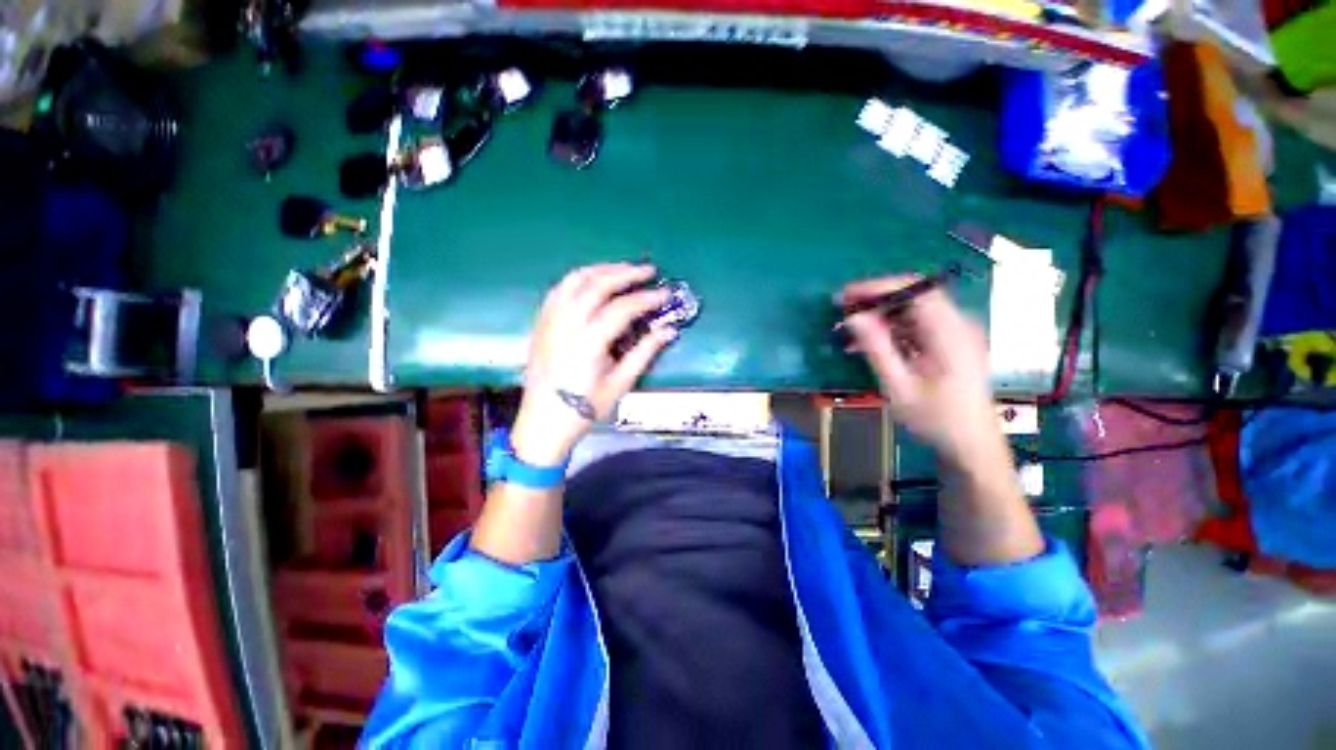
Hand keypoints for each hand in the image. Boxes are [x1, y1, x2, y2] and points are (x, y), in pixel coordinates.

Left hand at [511, 263, 676, 465]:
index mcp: (588, 342)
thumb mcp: (621, 382)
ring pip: (575, 279)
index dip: (646, 298)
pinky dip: (579, 278)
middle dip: (625, 273)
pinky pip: (559, 289)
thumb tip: (669, 330)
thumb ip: (645, 352)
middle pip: (597, 285)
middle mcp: (566, 324)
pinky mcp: (541, 322)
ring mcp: (549, 320)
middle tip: (648, 270)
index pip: (622, 308)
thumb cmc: (585, 407)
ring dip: (602, 269)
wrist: (544, 421)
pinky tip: (592, 280)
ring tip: (623, 269)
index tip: (665, 294)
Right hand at [838, 277, 1005, 466]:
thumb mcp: (899, 386)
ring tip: (847, 329)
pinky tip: (865, 344)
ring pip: (911, 310)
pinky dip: (889, 330)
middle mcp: (957, 325)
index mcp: (951, 333)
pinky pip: (915, 326)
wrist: (971, 444)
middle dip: (874, 300)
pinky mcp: (947, 343)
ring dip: (878, 316)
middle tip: (841, 311)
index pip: (917, 290)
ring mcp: (954, 333)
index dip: (879, 287)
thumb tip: (853, 318)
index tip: (846, 296)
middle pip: (913, 296)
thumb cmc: (936, 419)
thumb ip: (876, 349)